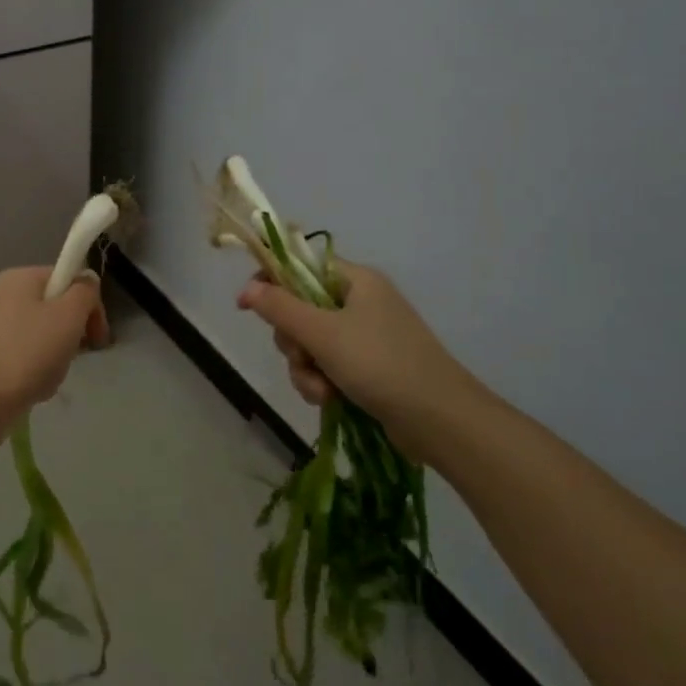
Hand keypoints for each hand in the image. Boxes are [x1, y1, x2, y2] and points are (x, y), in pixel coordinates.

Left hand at [0, 267, 109, 436]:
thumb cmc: (27, 354)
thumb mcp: (68, 316)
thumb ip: (84, 292)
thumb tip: (86, 282)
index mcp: (19, 277)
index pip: (68, 278)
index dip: (88, 305)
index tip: (97, 336)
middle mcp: (1, 295)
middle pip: (55, 307)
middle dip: (71, 333)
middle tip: (73, 356)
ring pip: (42, 335)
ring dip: (55, 356)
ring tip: (48, 377)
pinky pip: (23, 355)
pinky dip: (35, 370)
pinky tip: (33, 388)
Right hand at [238, 261, 489, 454]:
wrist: (439, 419)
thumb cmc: (380, 363)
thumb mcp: (323, 333)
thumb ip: (280, 308)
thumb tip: (246, 288)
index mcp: (356, 281)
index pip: (301, 267)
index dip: (271, 282)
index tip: (247, 305)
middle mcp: (360, 303)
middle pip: (300, 310)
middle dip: (293, 341)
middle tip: (302, 356)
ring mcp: (365, 337)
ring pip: (310, 344)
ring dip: (305, 368)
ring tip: (322, 389)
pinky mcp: (367, 368)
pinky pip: (327, 366)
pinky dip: (322, 383)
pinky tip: (330, 400)